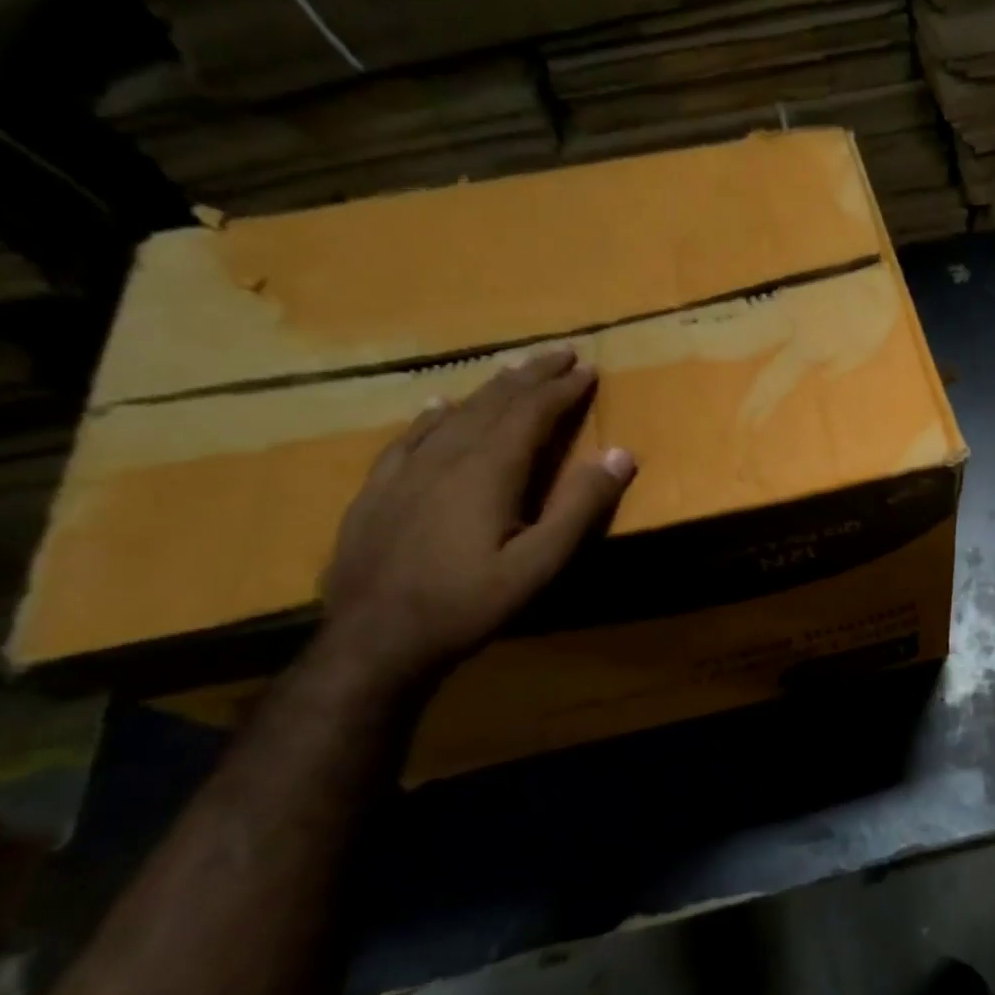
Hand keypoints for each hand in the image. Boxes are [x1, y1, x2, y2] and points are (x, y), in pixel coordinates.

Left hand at [319, 347, 636, 684]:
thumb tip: (621, 454)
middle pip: (494, 403)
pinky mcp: (377, 491)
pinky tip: (437, 406)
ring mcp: (405, 472)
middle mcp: (446, 457)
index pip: (532, 413)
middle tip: (560, 353)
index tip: (589, 368)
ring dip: (490, 389)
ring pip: (454, 413)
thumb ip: (580, 508)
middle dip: (531, 376)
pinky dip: (432, 415)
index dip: (563, 389)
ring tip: (513, 372)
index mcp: (488, 471)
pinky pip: (409, 437)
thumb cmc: (467, 604)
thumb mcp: (538, 564)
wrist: (373, 641)